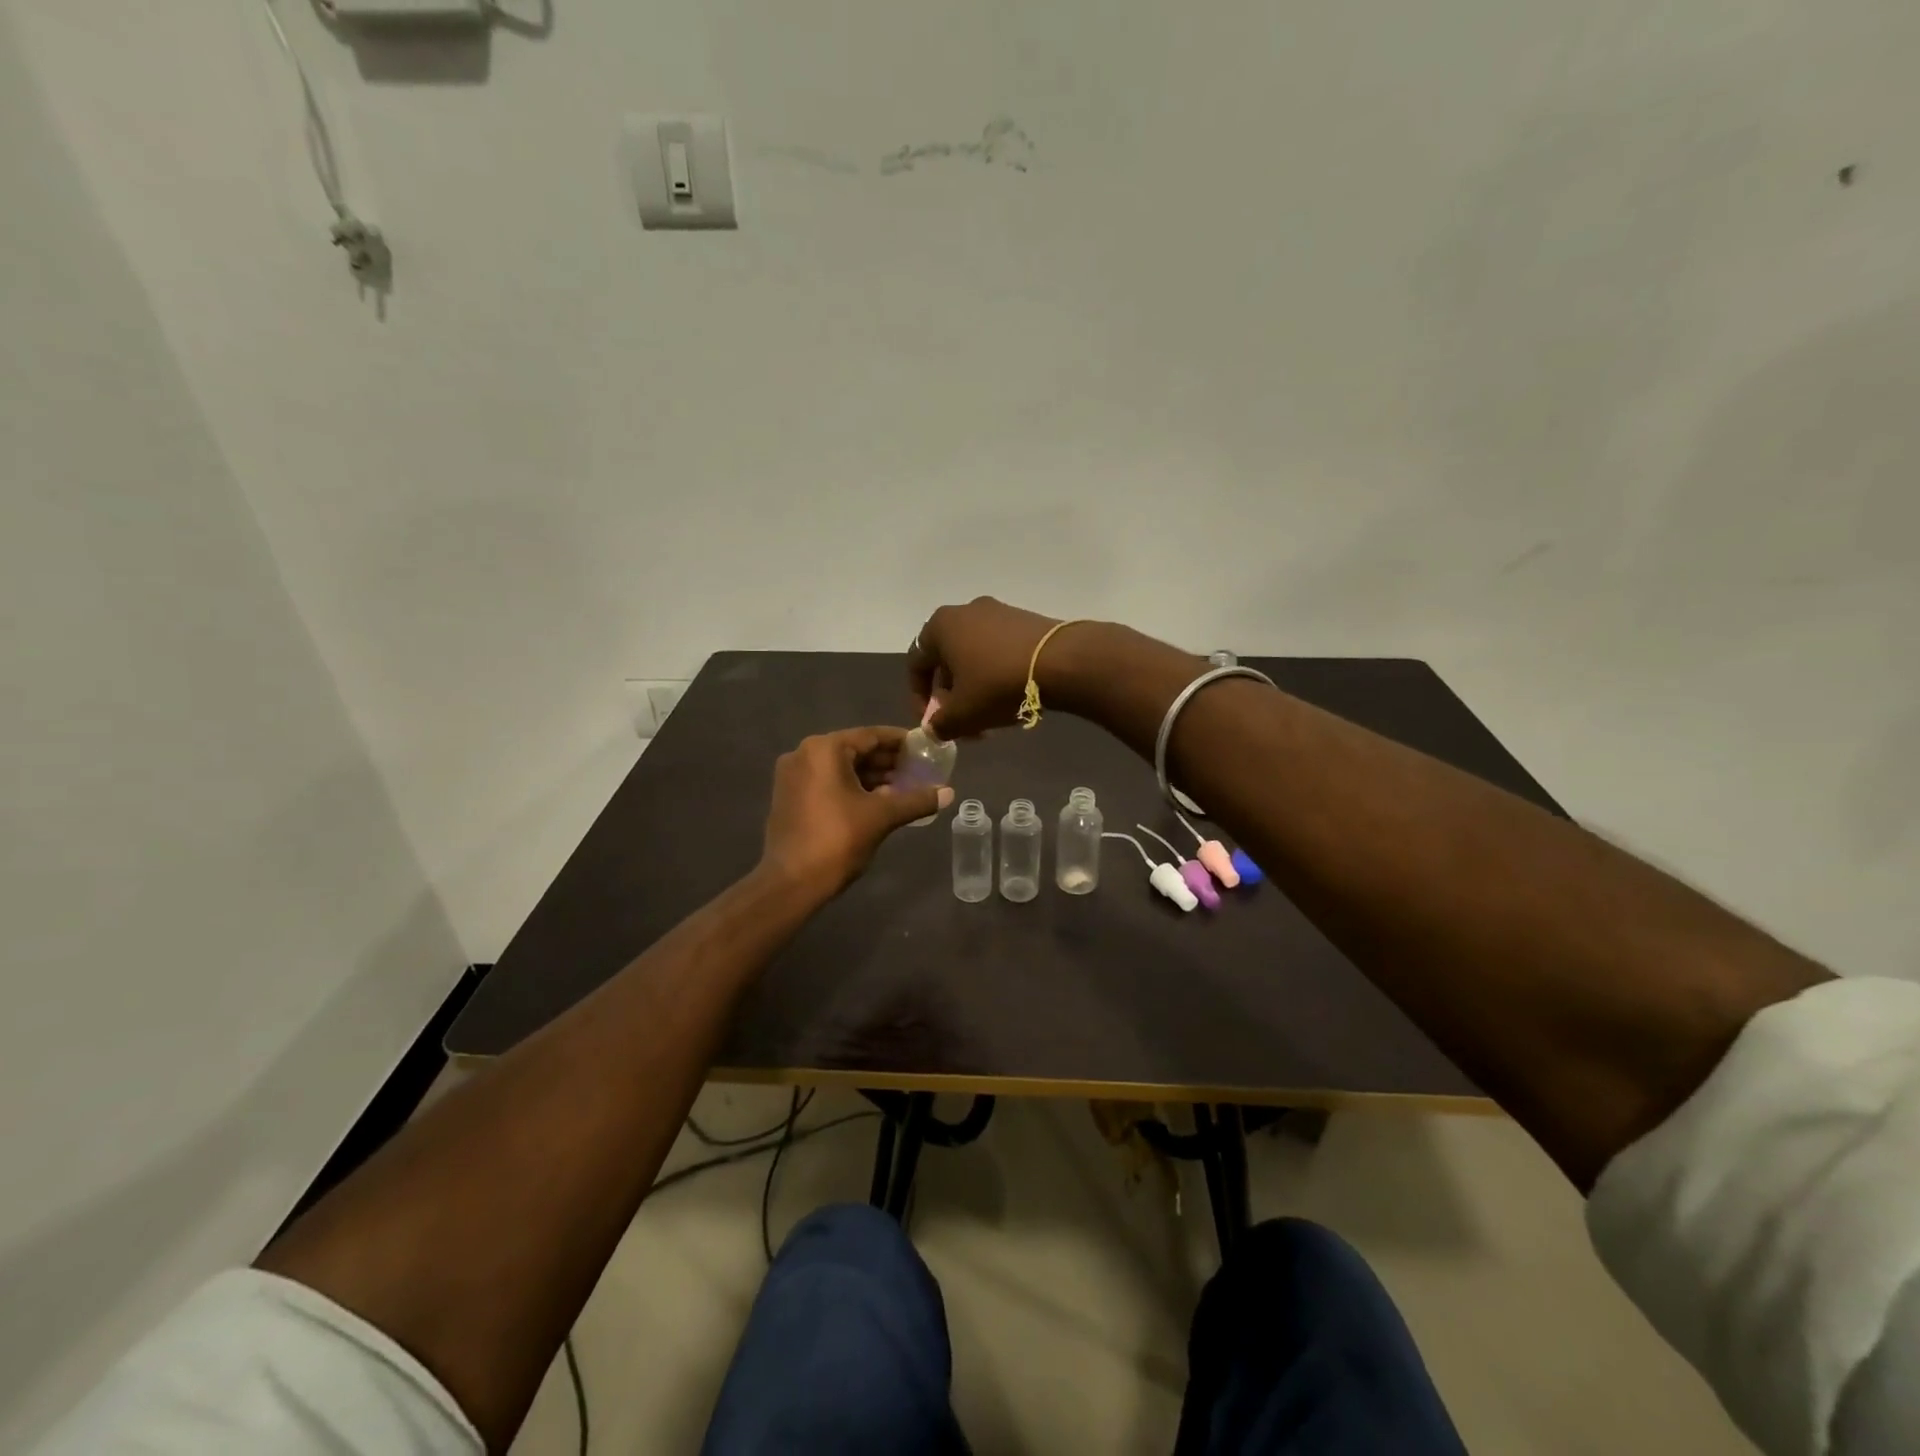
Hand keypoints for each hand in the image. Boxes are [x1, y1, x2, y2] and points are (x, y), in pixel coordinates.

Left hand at [759, 727, 953, 899]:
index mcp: (824, 749)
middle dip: (888, 762)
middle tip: (919, 771)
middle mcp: (804, 754)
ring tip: (904, 788)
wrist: (791, 882)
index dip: (902, 742)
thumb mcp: (882, 817)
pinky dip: (852, 788)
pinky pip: (828, 782)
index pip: (871, 736)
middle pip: (855, 750)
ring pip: (842, 768)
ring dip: (872, 777)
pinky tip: (878, 801)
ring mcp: (793, 776)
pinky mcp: (790, 796)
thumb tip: (949, 793)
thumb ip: (916, 800)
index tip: (926, 749)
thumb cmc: (838, 840)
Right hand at [905, 597, 1068, 738]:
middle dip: (953, 698)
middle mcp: (966, 611)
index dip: (919, 698)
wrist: (1061, 662)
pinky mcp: (1025, 621)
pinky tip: (1011, 699)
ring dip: (975, 690)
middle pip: (948, 662)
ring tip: (989, 719)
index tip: (932, 723)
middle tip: (964, 726)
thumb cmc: (997, 684)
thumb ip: (940, 725)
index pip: (916, 664)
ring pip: (975, 658)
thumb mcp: (962, 714)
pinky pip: (999, 651)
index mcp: (941, 626)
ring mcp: (998, 612)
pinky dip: (997, 675)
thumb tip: (934, 730)